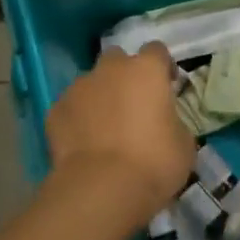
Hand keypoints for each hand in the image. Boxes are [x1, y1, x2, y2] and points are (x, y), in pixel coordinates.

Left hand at [46, 43, 194, 222]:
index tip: (167, 86)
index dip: (162, 67)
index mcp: (146, 70)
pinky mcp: (55, 110)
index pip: (157, 51)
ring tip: (104, 128)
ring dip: (100, 97)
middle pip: (118, 59)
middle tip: (133, 104)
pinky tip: (83, 143)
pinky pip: (71, 107)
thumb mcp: (184, 143)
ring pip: (91, 83)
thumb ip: (173, 121)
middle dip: (125, 75)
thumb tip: (165, 123)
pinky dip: (78, 119)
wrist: (102, 189)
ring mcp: (79, 87)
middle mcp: (111, 69)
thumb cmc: (153, 163)